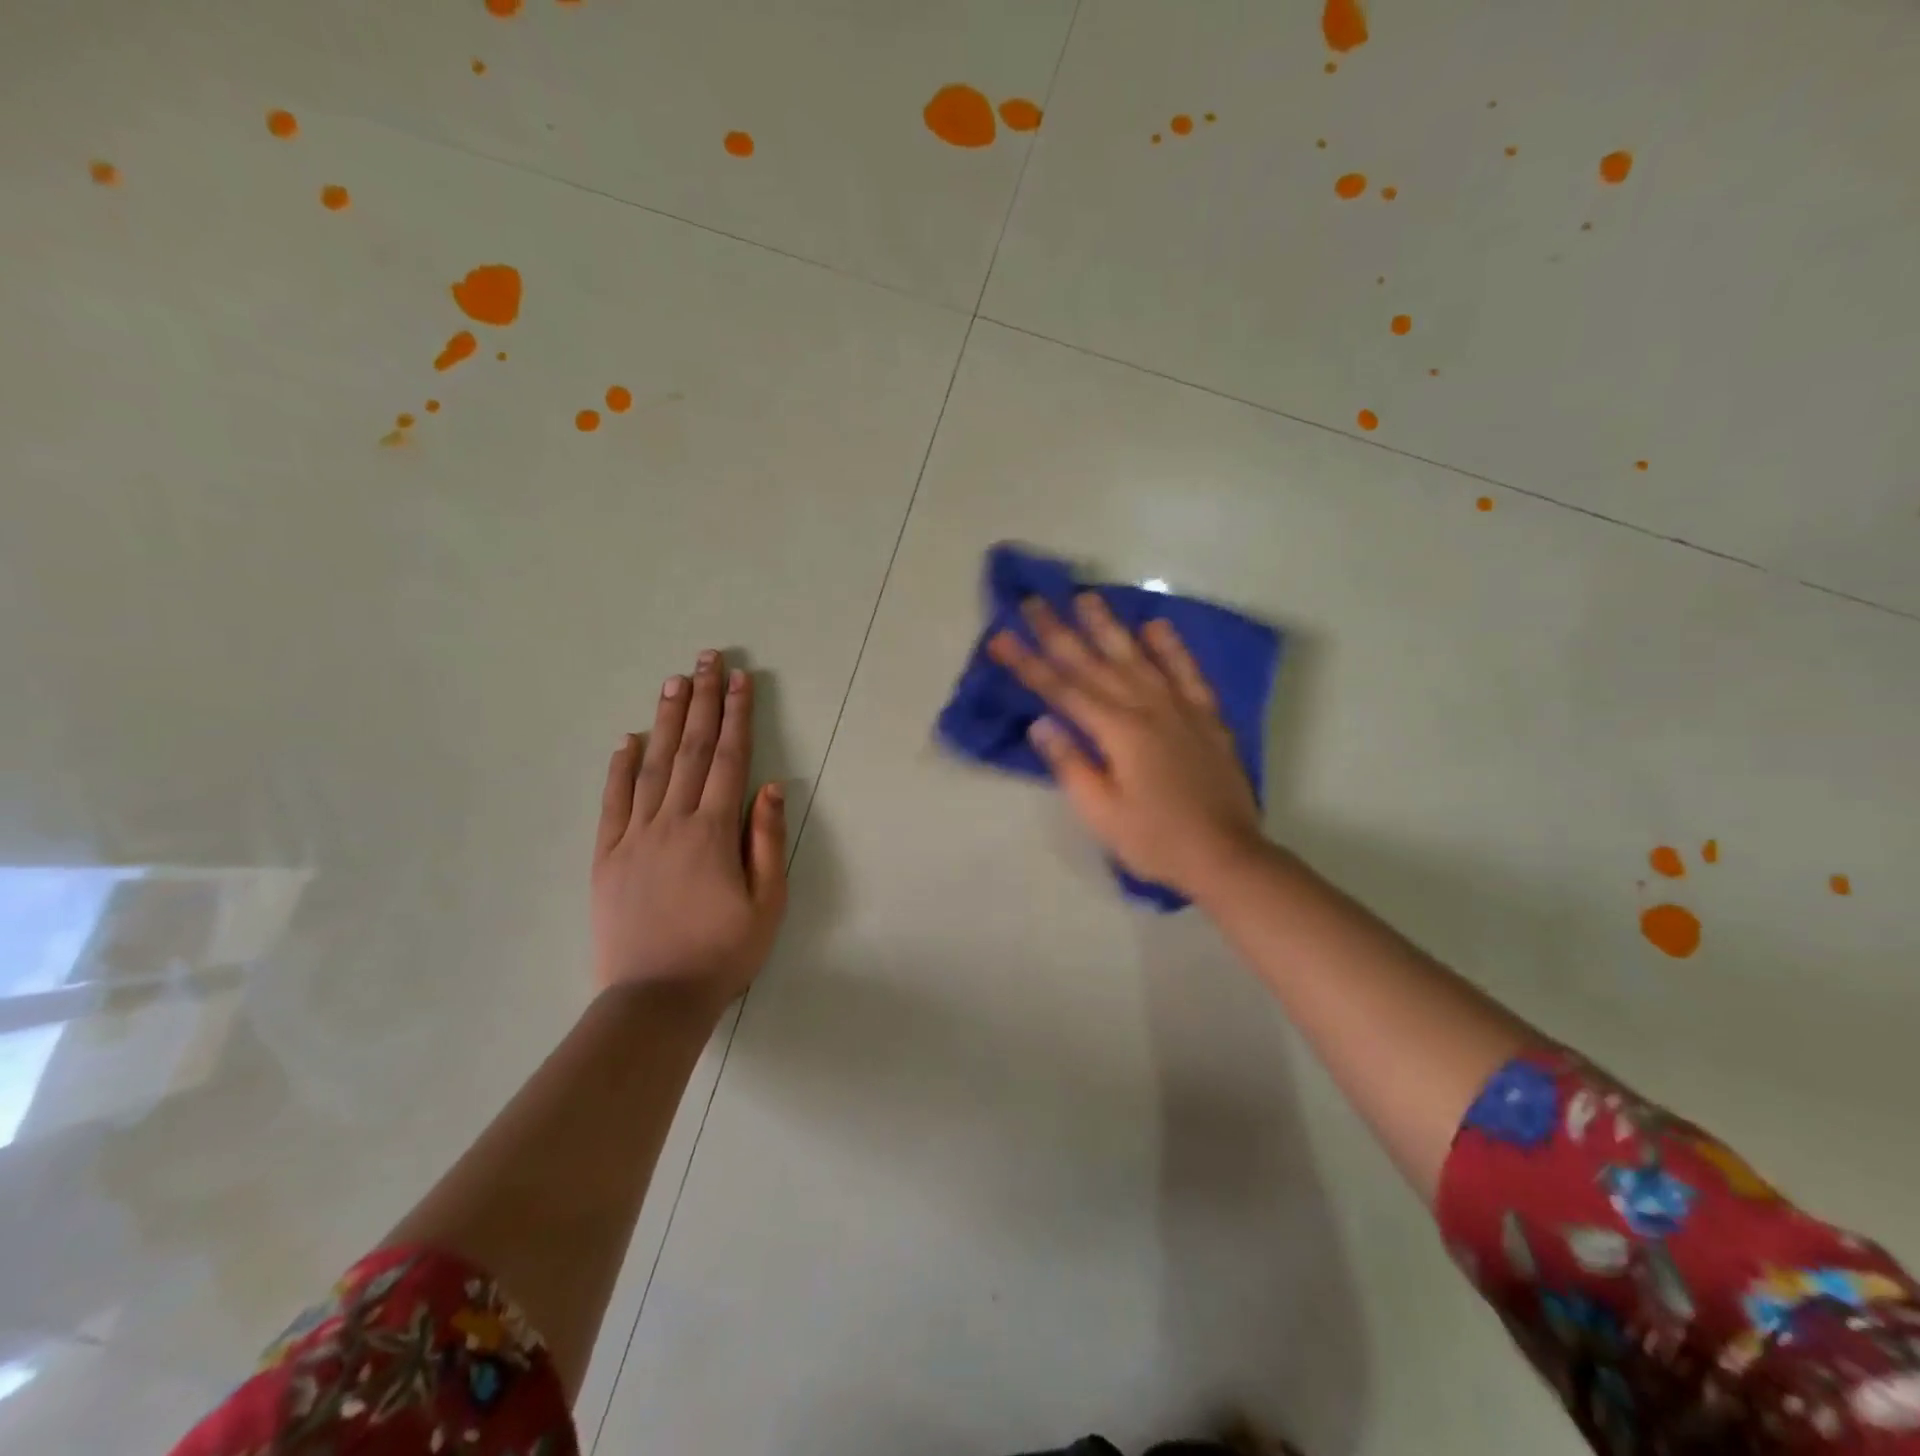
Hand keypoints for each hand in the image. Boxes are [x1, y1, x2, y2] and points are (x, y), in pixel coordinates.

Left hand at [591, 650, 787, 1009]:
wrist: (655, 999)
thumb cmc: (723, 952)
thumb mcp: (768, 903)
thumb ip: (768, 841)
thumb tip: (772, 786)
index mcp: (714, 832)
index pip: (729, 759)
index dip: (736, 716)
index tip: (740, 679)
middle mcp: (673, 822)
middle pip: (691, 750)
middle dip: (702, 701)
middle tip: (706, 659)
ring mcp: (635, 836)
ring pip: (652, 765)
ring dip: (666, 720)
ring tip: (673, 681)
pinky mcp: (607, 856)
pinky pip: (613, 802)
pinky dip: (620, 767)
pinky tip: (628, 739)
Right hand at [988, 596, 1264, 897]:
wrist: (1226, 855)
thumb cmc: (1154, 840)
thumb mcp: (1101, 812)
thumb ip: (1071, 764)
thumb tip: (1041, 723)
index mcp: (1117, 731)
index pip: (1061, 689)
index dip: (1027, 663)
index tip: (1000, 636)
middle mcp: (1147, 707)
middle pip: (1094, 663)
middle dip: (1059, 631)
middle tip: (1032, 601)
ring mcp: (1180, 708)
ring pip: (1138, 656)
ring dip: (1109, 626)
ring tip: (1086, 597)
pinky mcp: (1207, 717)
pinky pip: (1187, 671)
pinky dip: (1171, 647)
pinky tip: (1156, 626)